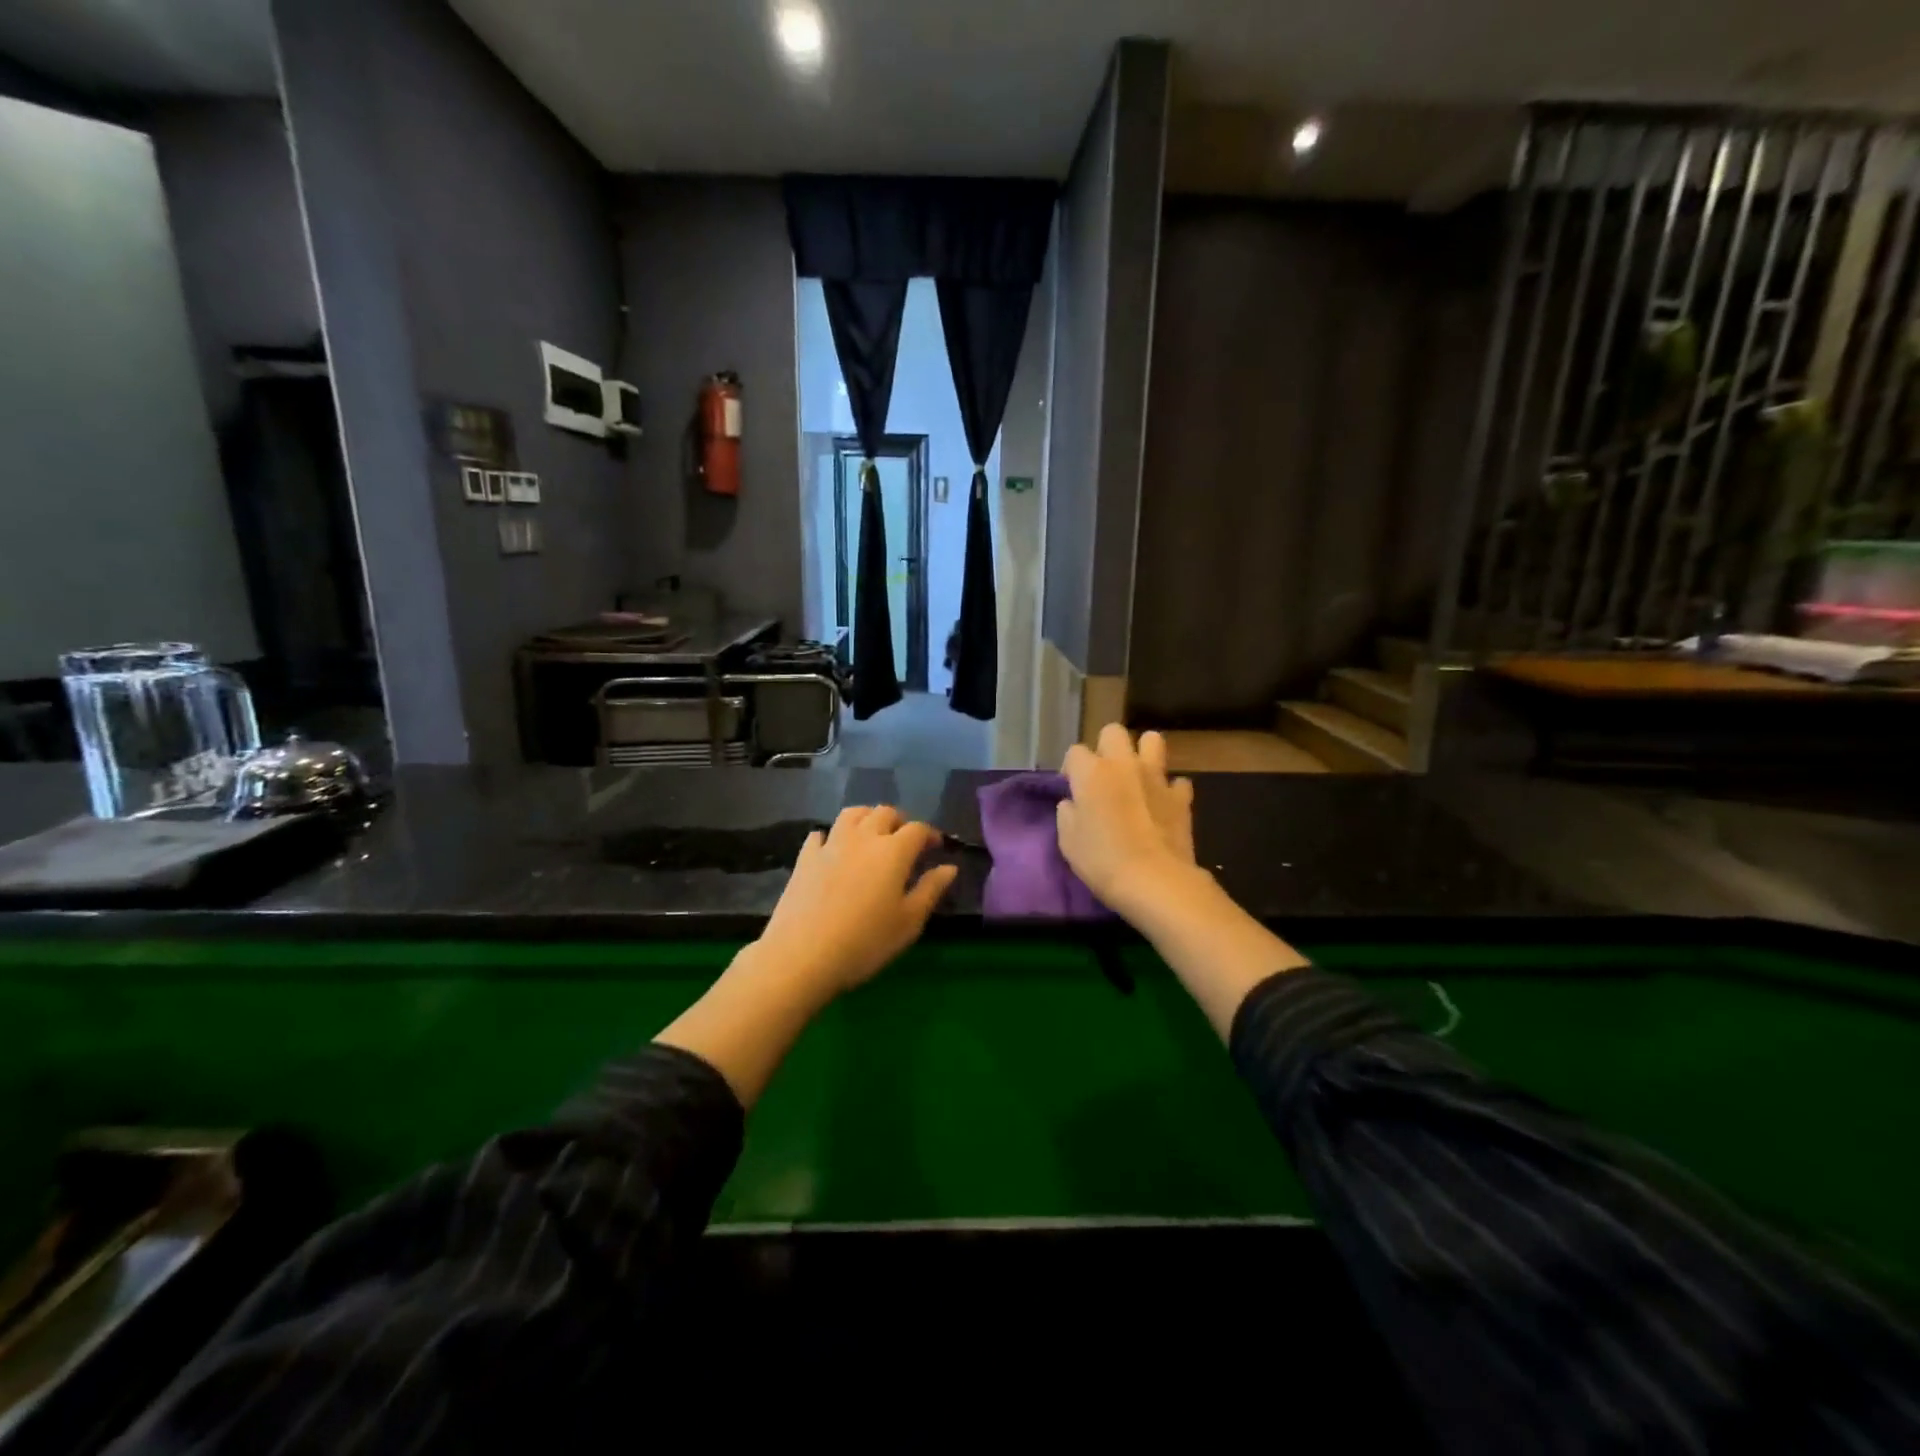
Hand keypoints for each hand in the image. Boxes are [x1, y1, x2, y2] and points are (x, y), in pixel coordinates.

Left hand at [755, 806, 958, 996]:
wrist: (802, 955)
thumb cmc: (865, 942)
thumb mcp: (908, 922)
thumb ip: (931, 890)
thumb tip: (950, 867)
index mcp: (893, 851)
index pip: (917, 829)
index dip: (930, 834)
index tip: (935, 848)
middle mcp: (863, 838)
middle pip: (884, 813)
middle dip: (900, 821)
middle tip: (905, 841)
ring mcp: (831, 844)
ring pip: (852, 814)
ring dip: (867, 818)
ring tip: (872, 835)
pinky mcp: (805, 857)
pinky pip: (820, 835)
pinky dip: (831, 837)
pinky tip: (832, 850)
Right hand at [1057, 725, 1197, 912]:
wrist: (1154, 881)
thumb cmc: (1102, 861)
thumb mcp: (1067, 840)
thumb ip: (1068, 813)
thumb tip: (1074, 803)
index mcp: (1092, 772)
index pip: (1075, 752)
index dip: (1071, 768)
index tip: (1072, 789)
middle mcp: (1124, 764)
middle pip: (1113, 732)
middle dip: (1106, 747)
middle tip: (1104, 774)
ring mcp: (1157, 777)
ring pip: (1153, 740)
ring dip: (1143, 753)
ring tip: (1137, 776)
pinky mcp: (1181, 797)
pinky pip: (1177, 781)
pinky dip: (1169, 790)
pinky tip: (1163, 805)